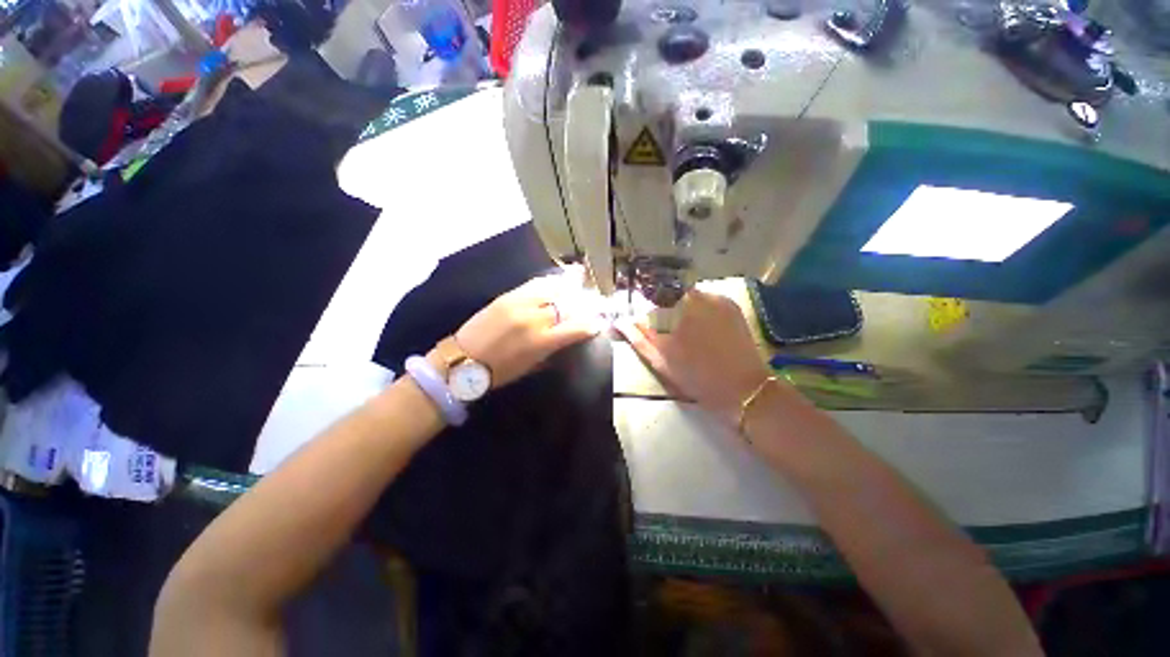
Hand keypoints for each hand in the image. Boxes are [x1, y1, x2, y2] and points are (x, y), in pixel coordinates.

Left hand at [448, 266, 605, 388]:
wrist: (461, 362)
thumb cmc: (499, 372)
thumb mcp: (532, 366)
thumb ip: (553, 350)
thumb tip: (569, 338)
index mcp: (541, 342)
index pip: (576, 327)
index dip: (591, 324)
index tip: (599, 323)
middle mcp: (534, 319)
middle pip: (566, 304)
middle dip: (583, 303)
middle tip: (592, 301)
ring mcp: (519, 304)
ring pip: (552, 288)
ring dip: (568, 286)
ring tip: (579, 281)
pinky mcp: (506, 296)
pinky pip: (533, 284)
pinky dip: (548, 281)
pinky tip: (556, 280)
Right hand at [616, 289, 770, 424]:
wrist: (744, 390)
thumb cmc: (698, 375)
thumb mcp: (662, 360)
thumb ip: (639, 338)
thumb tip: (620, 322)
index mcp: (685, 303)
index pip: (657, 292)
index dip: (648, 304)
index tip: (643, 318)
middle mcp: (706, 294)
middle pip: (675, 294)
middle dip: (665, 308)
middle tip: (663, 330)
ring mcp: (723, 300)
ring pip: (692, 298)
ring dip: (682, 310)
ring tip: (681, 333)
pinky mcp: (734, 309)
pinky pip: (708, 304)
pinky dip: (699, 313)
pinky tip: (699, 332)